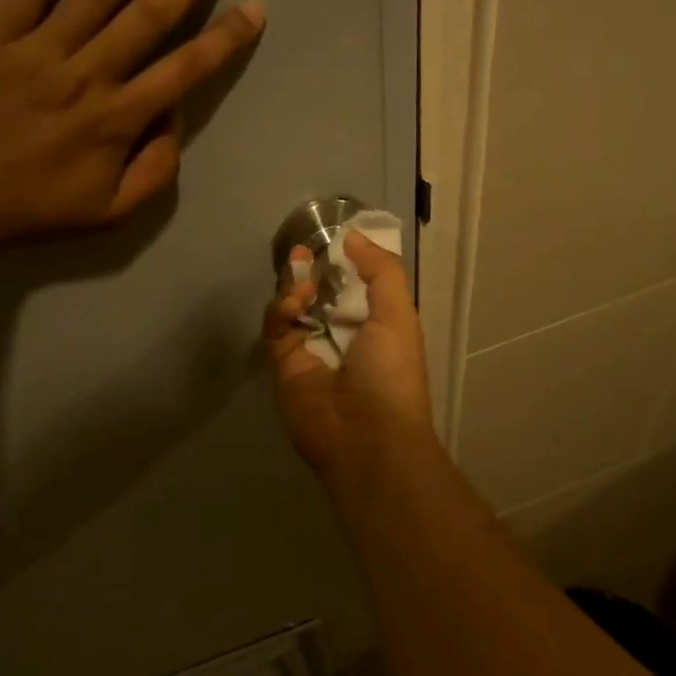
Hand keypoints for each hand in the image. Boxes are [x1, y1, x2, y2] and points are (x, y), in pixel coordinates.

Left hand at [0, 0, 264, 247]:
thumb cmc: (34, 207)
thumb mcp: (110, 211)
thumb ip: (155, 171)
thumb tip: (174, 119)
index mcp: (120, 120)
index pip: (185, 70)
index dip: (224, 38)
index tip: (255, 6)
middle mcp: (90, 74)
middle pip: (151, 13)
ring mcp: (42, 47)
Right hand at [263, 230, 434, 476]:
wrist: (366, 438)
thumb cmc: (391, 375)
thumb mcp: (399, 315)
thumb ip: (381, 271)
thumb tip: (353, 238)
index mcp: (375, 326)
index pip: (353, 286)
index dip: (342, 263)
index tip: (332, 241)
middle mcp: (341, 336)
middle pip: (318, 293)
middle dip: (311, 270)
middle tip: (303, 250)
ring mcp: (310, 350)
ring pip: (293, 306)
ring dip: (295, 285)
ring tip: (302, 276)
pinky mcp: (284, 364)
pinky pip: (276, 327)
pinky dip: (282, 308)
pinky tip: (296, 301)